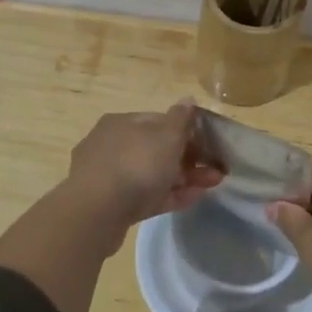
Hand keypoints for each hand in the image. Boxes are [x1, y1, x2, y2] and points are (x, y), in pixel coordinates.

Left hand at [65, 99, 225, 227]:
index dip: (186, 131)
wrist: (97, 213)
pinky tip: (192, 199)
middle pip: (156, 149)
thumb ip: (180, 118)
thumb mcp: (167, 136)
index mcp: (121, 122)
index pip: (158, 120)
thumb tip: (188, 99)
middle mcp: (111, 144)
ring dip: (183, 178)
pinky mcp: (111, 204)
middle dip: (188, 158)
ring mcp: (108, 175)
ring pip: (152, 174)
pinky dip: (168, 195)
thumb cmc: (136, 164)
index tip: (207, 145)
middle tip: (214, 171)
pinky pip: (145, 195)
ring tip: (210, 186)